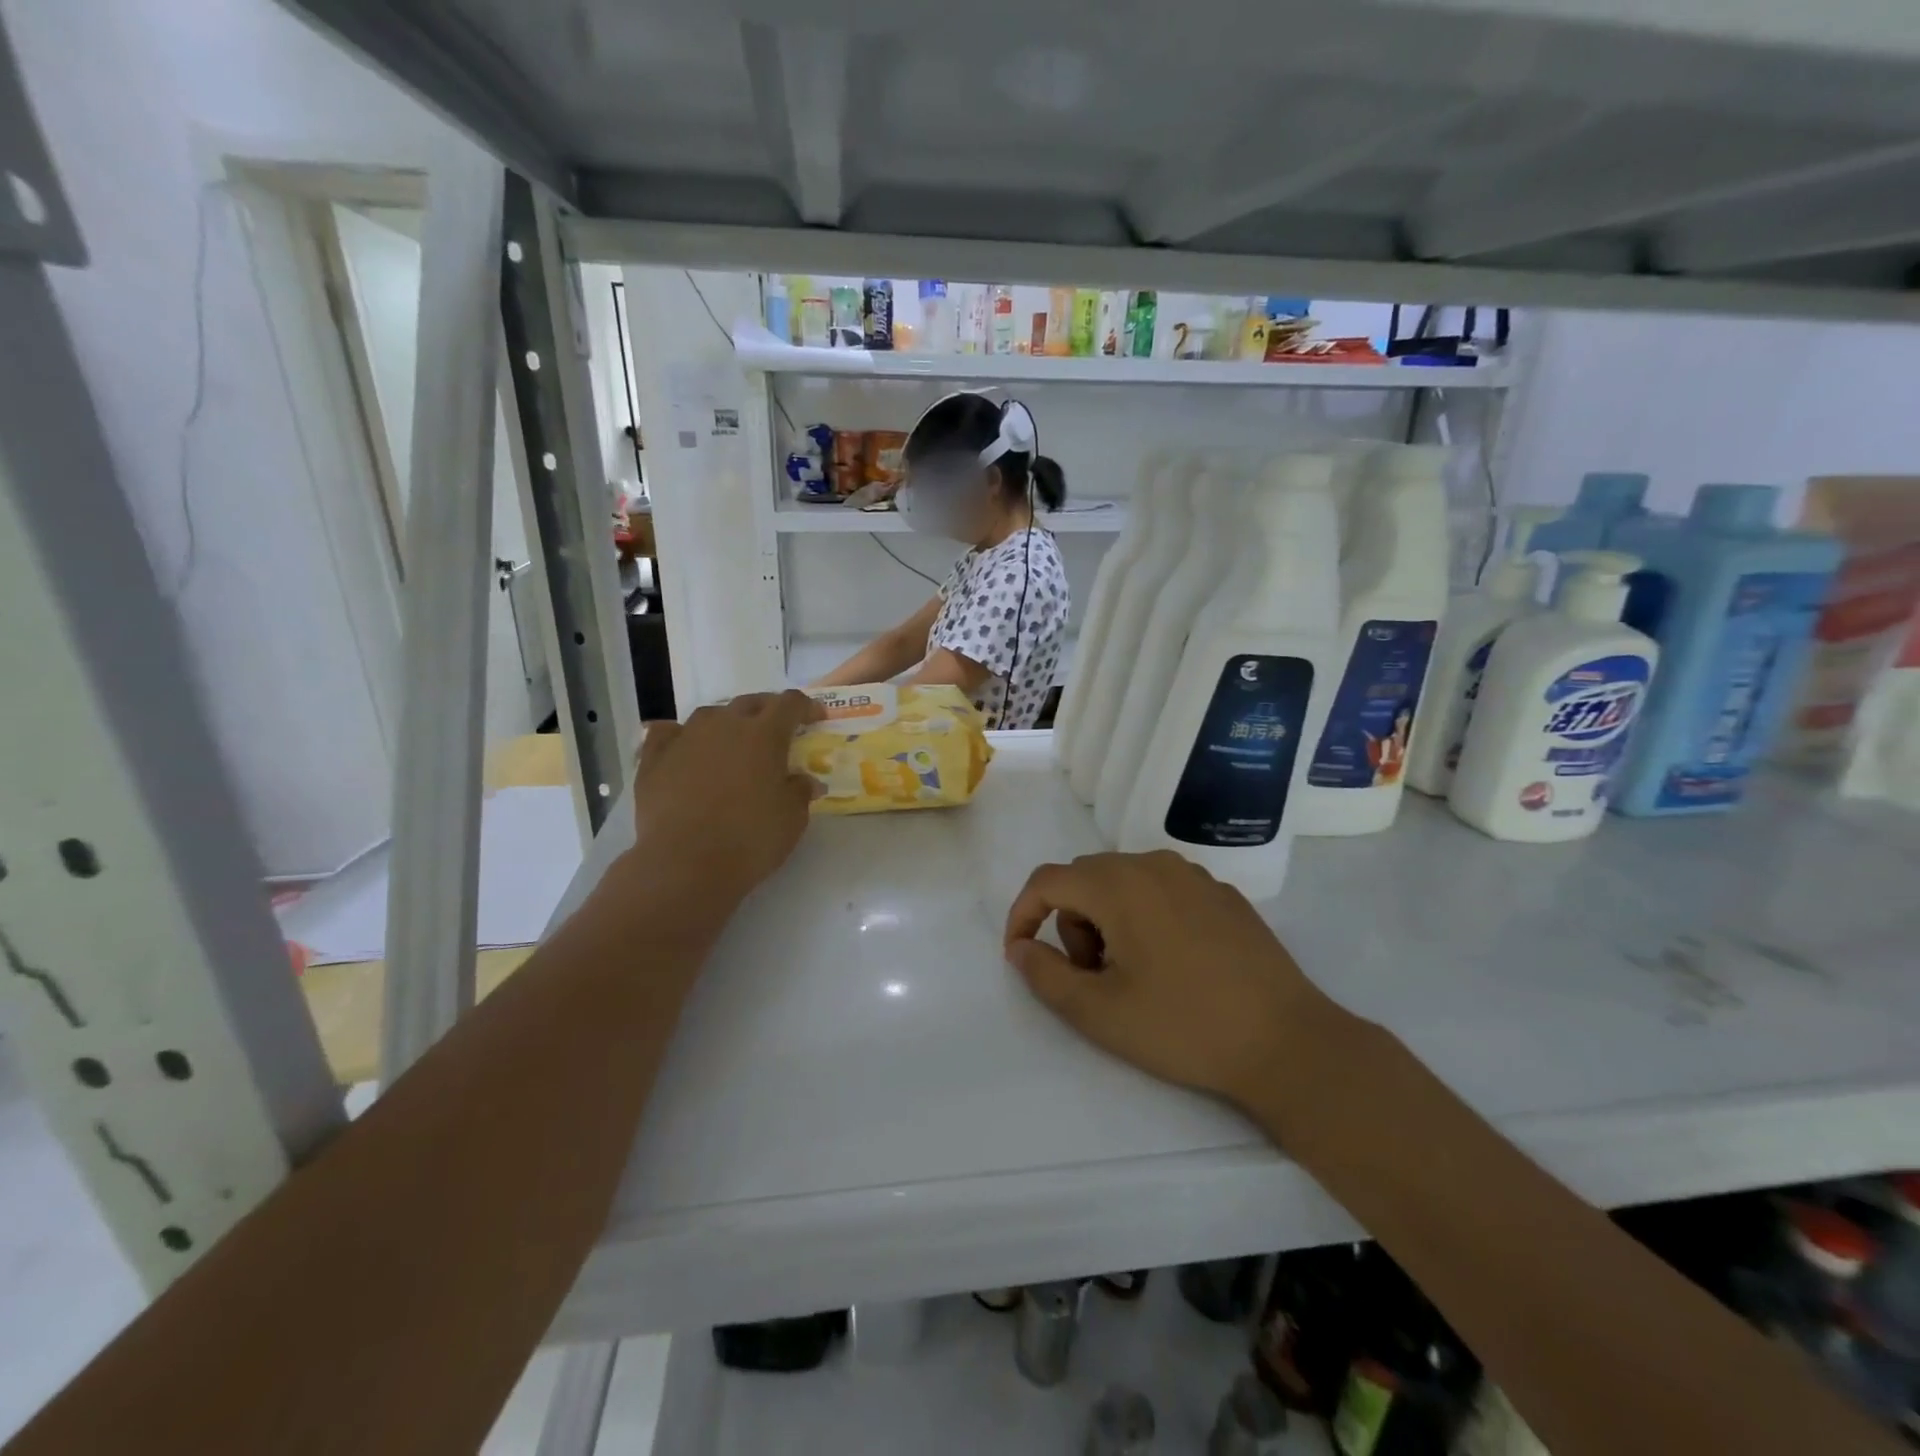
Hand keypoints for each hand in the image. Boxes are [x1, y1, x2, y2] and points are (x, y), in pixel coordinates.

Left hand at [627, 690, 822, 905]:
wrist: (685, 864)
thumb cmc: (750, 839)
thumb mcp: (792, 819)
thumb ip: (800, 792)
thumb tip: (804, 781)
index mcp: (765, 734)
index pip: (790, 703)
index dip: (806, 707)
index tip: (815, 719)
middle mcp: (725, 725)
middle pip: (751, 703)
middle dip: (768, 711)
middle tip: (777, 730)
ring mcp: (685, 738)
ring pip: (710, 715)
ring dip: (726, 723)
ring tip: (732, 743)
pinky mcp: (654, 759)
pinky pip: (668, 733)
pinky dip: (680, 737)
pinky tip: (684, 750)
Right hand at [1003, 850, 1334, 1106]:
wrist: (1287, 1042)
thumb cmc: (1183, 1026)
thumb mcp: (1099, 1012)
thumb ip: (1045, 974)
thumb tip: (1021, 948)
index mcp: (1118, 884)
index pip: (1047, 880)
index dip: (1022, 914)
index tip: (1021, 955)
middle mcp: (1153, 865)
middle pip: (1085, 879)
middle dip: (1071, 924)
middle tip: (1092, 977)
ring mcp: (1194, 876)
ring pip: (1124, 883)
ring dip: (1108, 920)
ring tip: (1133, 974)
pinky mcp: (1223, 894)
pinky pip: (1163, 891)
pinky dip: (1146, 917)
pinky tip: (1174, 965)